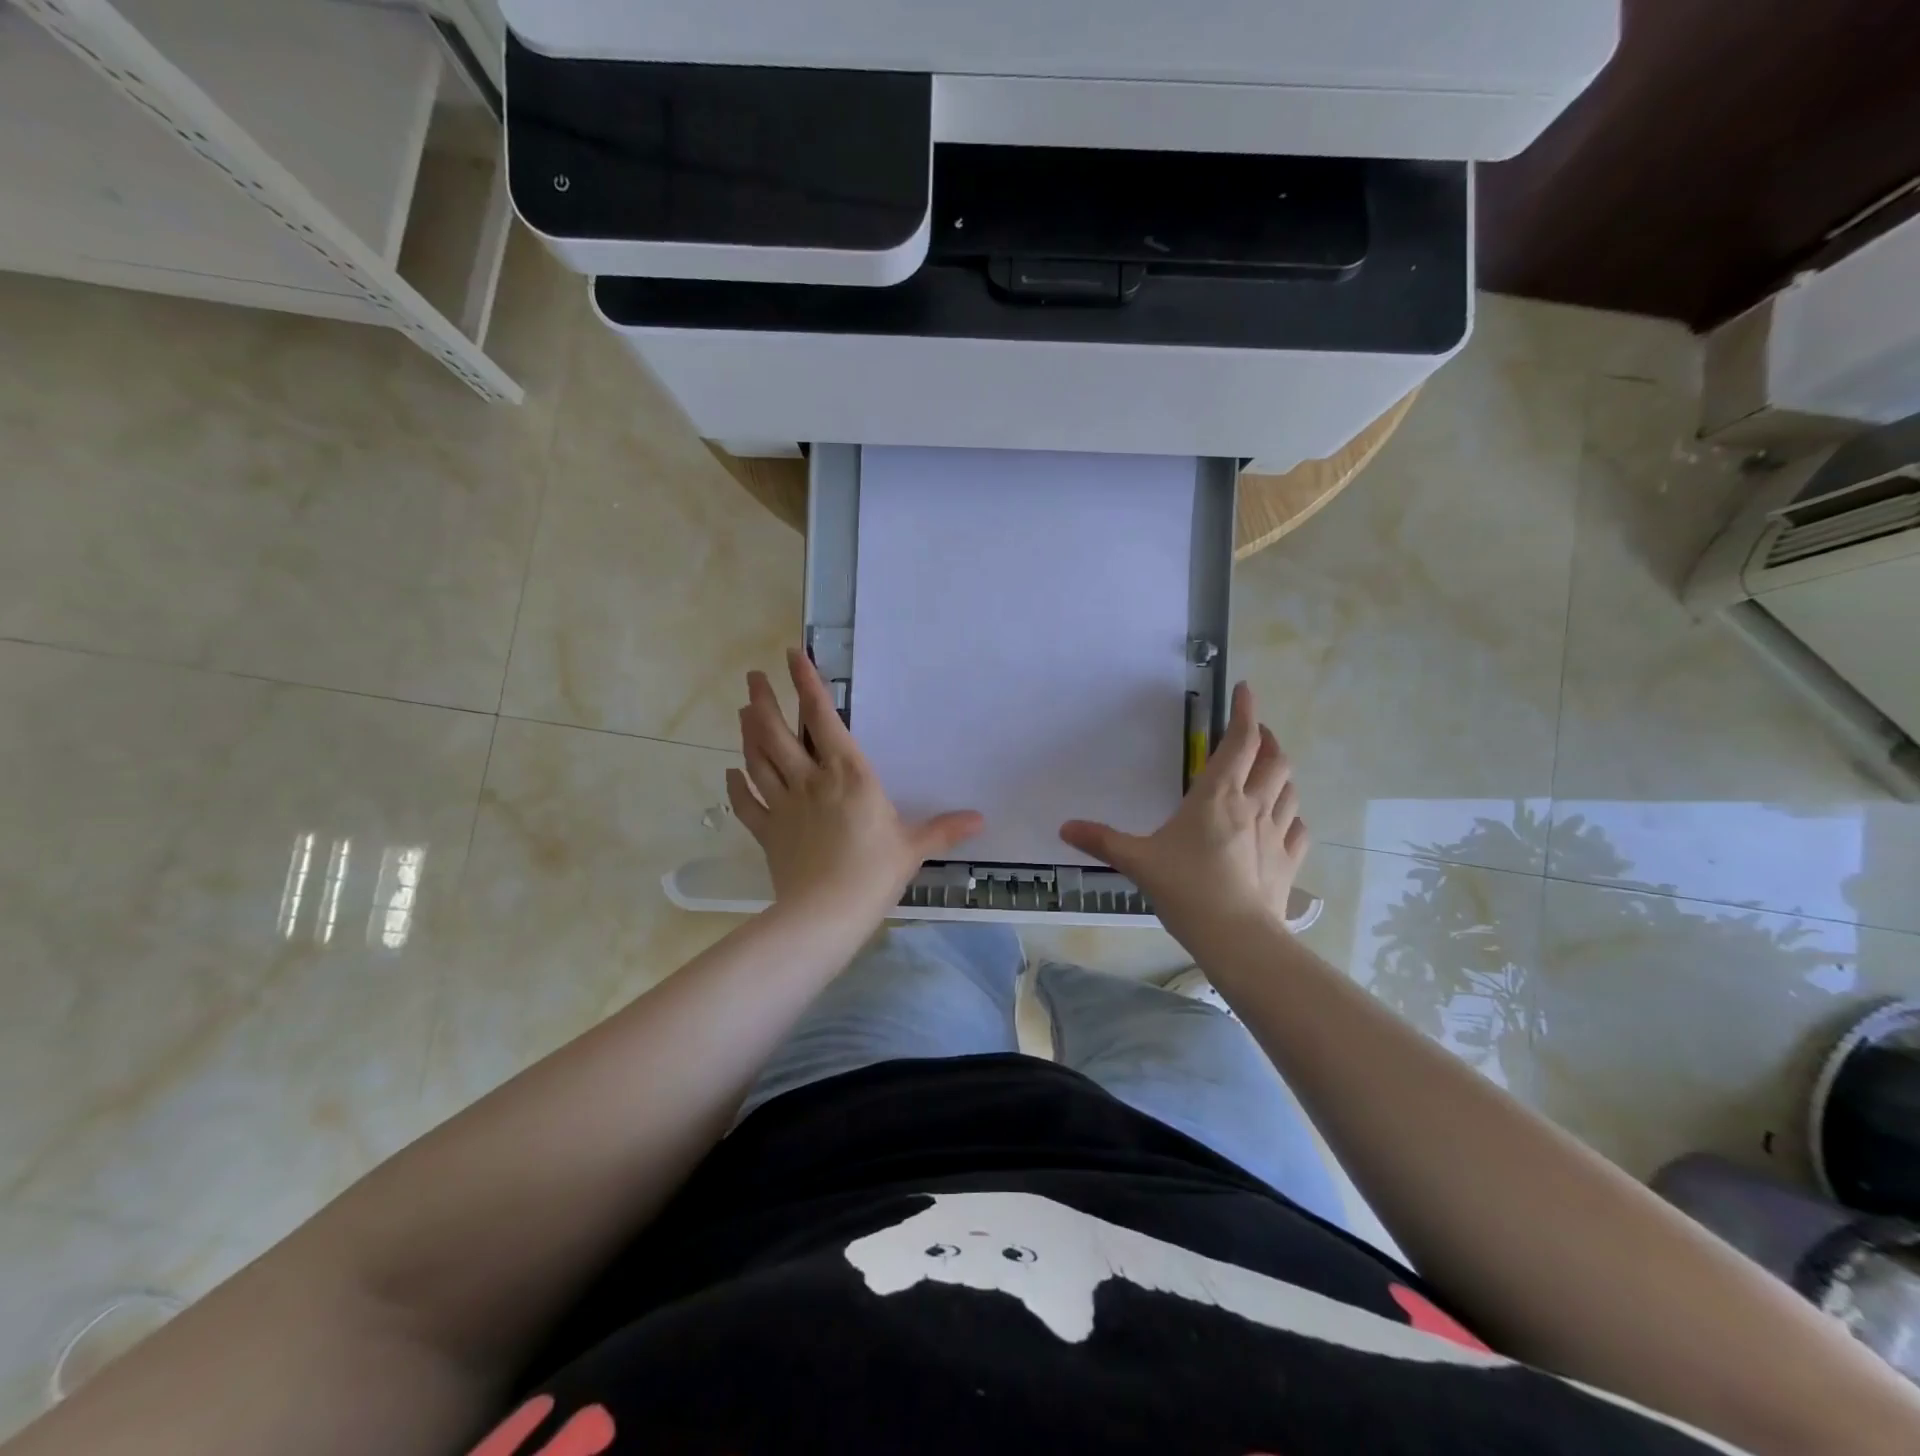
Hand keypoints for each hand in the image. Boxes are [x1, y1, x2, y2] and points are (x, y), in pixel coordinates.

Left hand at [728, 648, 983, 928]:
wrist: (825, 913)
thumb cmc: (873, 873)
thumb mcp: (913, 848)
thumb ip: (943, 830)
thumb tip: (980, 819)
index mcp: (848, 773)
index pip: (823, 718)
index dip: (807, 684)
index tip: (792, 656)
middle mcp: (811, 780)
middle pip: (778, 732)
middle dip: (765, 701)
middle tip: (754, 678)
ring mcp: (784, 805)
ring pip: (758, 759)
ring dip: (749, 732)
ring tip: (743, 710)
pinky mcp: (767, 832)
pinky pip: (747, 804)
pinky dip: (737, 786)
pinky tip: (730, 773)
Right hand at [1060, 682, 1307, 936]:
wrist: (1237, 937)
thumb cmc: (1186, 889)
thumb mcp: (1137, 861)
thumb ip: (1102, 841)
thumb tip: (1064, 828)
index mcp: (1217, 796)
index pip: (1240, 741)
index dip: (1246, 711)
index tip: (1245, 689)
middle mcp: (1253, 805)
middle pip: (1274, 759)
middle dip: (1267, 739)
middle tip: (1255, 734)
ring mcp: (1276, 833)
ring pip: (1290, 789)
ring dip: (1281, 773)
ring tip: (1269, 770)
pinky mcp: (1289, 861)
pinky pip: (1298, 828)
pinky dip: (1292, 815)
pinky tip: (1284, 820)